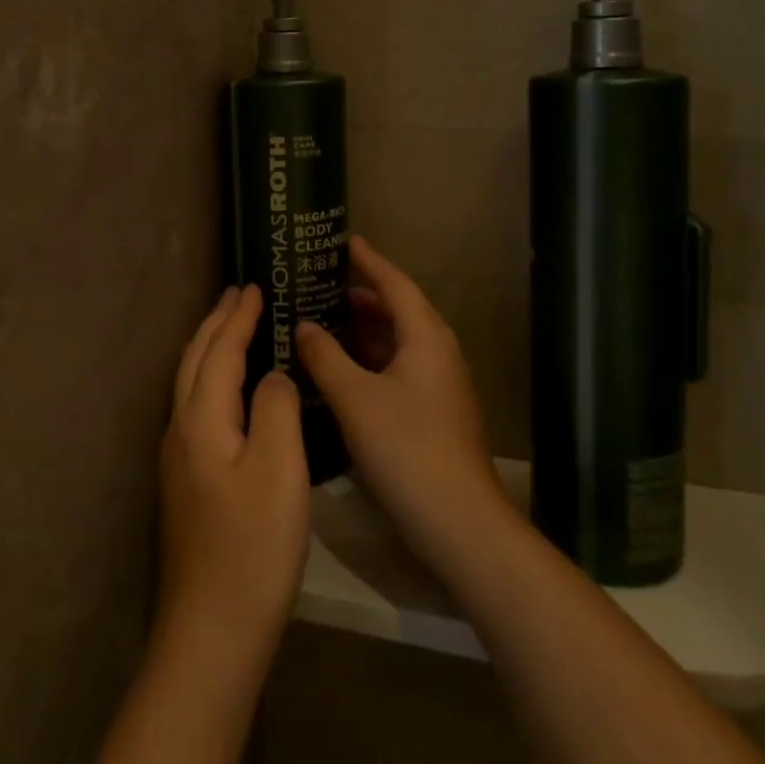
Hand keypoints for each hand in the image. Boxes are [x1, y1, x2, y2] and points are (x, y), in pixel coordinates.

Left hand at [156, 285, 308, 679]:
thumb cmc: (253, 546)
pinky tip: (228, 392)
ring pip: (190, 383)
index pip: (219, 351)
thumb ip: (276, 407)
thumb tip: (272, 375)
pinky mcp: (186, 483)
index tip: (255, 286)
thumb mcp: (280, 469)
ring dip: (210, 347)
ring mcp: (178, 459)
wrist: (211, 632)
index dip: (238, 317)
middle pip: (195, 360)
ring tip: (231, 328)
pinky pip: (196, 405)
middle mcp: (181, 430)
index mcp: (202, 419)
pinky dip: (211, 377)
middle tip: (238, 293)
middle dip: (216, 323)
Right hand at [296, 237, 506, 572]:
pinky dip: (371, 361)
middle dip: (364, 297)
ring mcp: (440, 385)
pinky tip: (342, 373)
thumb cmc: (407, 448)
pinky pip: (399, 369)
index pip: (395, 284)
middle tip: (324, 287)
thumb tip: (304, 326)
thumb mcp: (355, 398)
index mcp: (425, 337)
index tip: (346, 241)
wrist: (460, 522)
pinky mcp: (435, 413)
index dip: (369, 261)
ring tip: (326, 324)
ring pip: (399, 343)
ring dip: (365, 332)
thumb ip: (325, 357)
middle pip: (399, 311)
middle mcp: (438, 353)